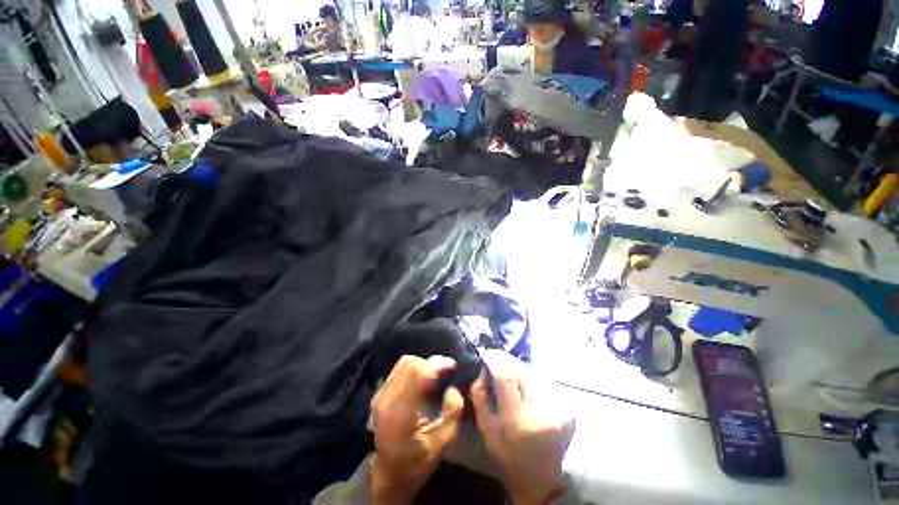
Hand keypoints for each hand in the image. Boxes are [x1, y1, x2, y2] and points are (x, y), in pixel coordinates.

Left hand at [369, 355, 463, 504]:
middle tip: (444, 373)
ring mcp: (380, 395)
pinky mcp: (379, 393)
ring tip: (433, 378)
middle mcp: (387, 399)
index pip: (418, 374)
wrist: (388, 474)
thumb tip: (452, 388)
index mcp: (401, 413)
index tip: (452, 365)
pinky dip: (413, 369)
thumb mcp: (441, 444)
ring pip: (403, 363)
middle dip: (430, 364)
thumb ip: (452, 414)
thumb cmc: (417, 462)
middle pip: (410, 363)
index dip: (437, 364)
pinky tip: (421, 383)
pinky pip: (398, 370)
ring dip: (422, 365)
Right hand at [471, 351, 575, 504]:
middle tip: (494, 358)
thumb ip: (480, 394)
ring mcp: (560, 408)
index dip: (494, 359)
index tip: (484, 352)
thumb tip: (484, 367)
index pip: (506, 375)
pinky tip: (523, 384)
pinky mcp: (569, 407)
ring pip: (533, 372)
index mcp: (519, 419)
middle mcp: (543, 410)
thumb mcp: (485, 427)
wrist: (541, 477)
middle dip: (505, 360)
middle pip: (522, 369)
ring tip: (508, 372)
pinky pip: (543, 381)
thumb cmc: (508, 453)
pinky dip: (530, 377)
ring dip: (518, 367)